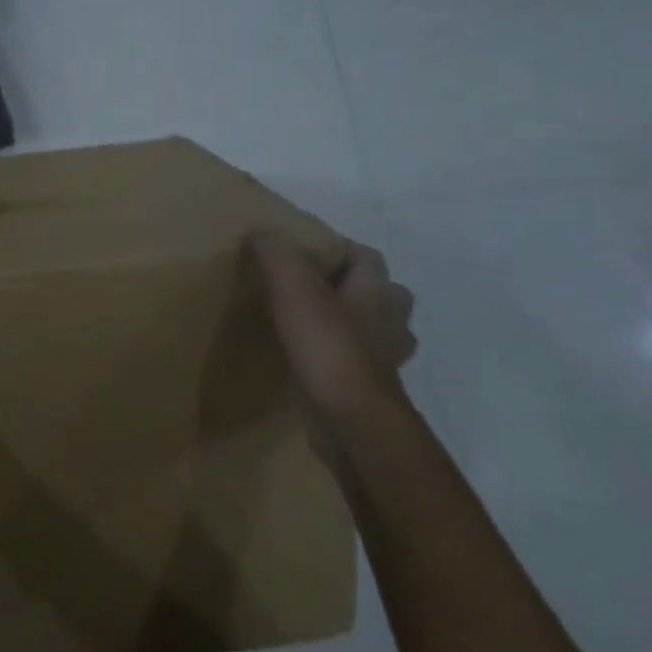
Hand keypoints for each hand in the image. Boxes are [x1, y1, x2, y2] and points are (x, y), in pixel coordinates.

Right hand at [250, 231, 416, 458]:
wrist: (350, 422)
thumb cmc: (328, 346)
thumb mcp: (293, 287)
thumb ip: (277, 253)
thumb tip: (261, 229)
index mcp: (378, 292)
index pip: (367, 256)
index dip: (339, 246)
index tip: (303, 248)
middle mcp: (390, 322)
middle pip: (380, 293)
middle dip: (352, 286)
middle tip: (311, 284)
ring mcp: (384, 359)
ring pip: (373, 329)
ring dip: (350, 322)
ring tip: (311, 319)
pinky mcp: (367, 389)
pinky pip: (356, 361)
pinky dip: (338, 355)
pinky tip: (309, 356)